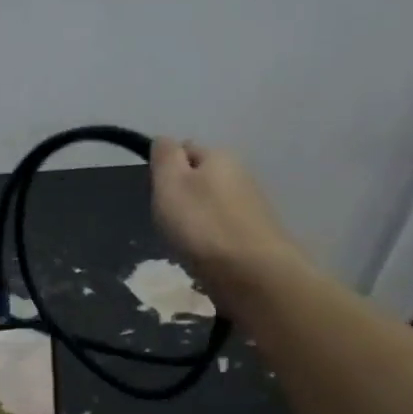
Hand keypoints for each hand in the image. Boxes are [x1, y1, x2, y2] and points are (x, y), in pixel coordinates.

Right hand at [149, 138, 301, 301]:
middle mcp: (241, 174)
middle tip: (167, 221)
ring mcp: (252, 206)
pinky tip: (205, 256)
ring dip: (197, 218)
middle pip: (201, 178)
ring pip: (213, 205)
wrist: (252, 273)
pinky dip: (211, 238)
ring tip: (184, 242)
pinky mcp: (256, 235)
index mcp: (219, 156)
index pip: (185, 148)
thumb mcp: (170, 184)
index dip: (166, 167)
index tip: (156, 194)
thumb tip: (164, 140)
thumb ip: (164, 157)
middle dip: (183, 195)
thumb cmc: (202, 225)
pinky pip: (224, 228)